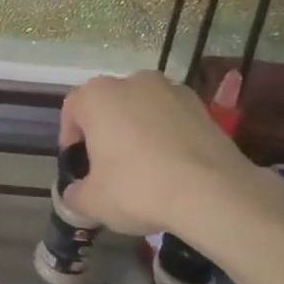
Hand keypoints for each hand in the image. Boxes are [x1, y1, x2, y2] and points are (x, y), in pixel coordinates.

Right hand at [59, 71, 259, 236]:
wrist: (213, 193)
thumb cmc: (138, 188)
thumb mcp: (93, 201)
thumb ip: (76, 195)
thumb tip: (75, 194)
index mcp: (97, 96)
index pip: (72, 110)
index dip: (71, 138)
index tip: (79, 165)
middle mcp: (132, 81)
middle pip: (109, 105)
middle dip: (106, 131)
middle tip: (109, 167)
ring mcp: (171, 90)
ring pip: (143, 109)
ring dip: (138, 130)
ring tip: (146, 167)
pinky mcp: (202, 106)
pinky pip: (172, 119)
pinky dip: (168, 136)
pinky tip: (174, 167)